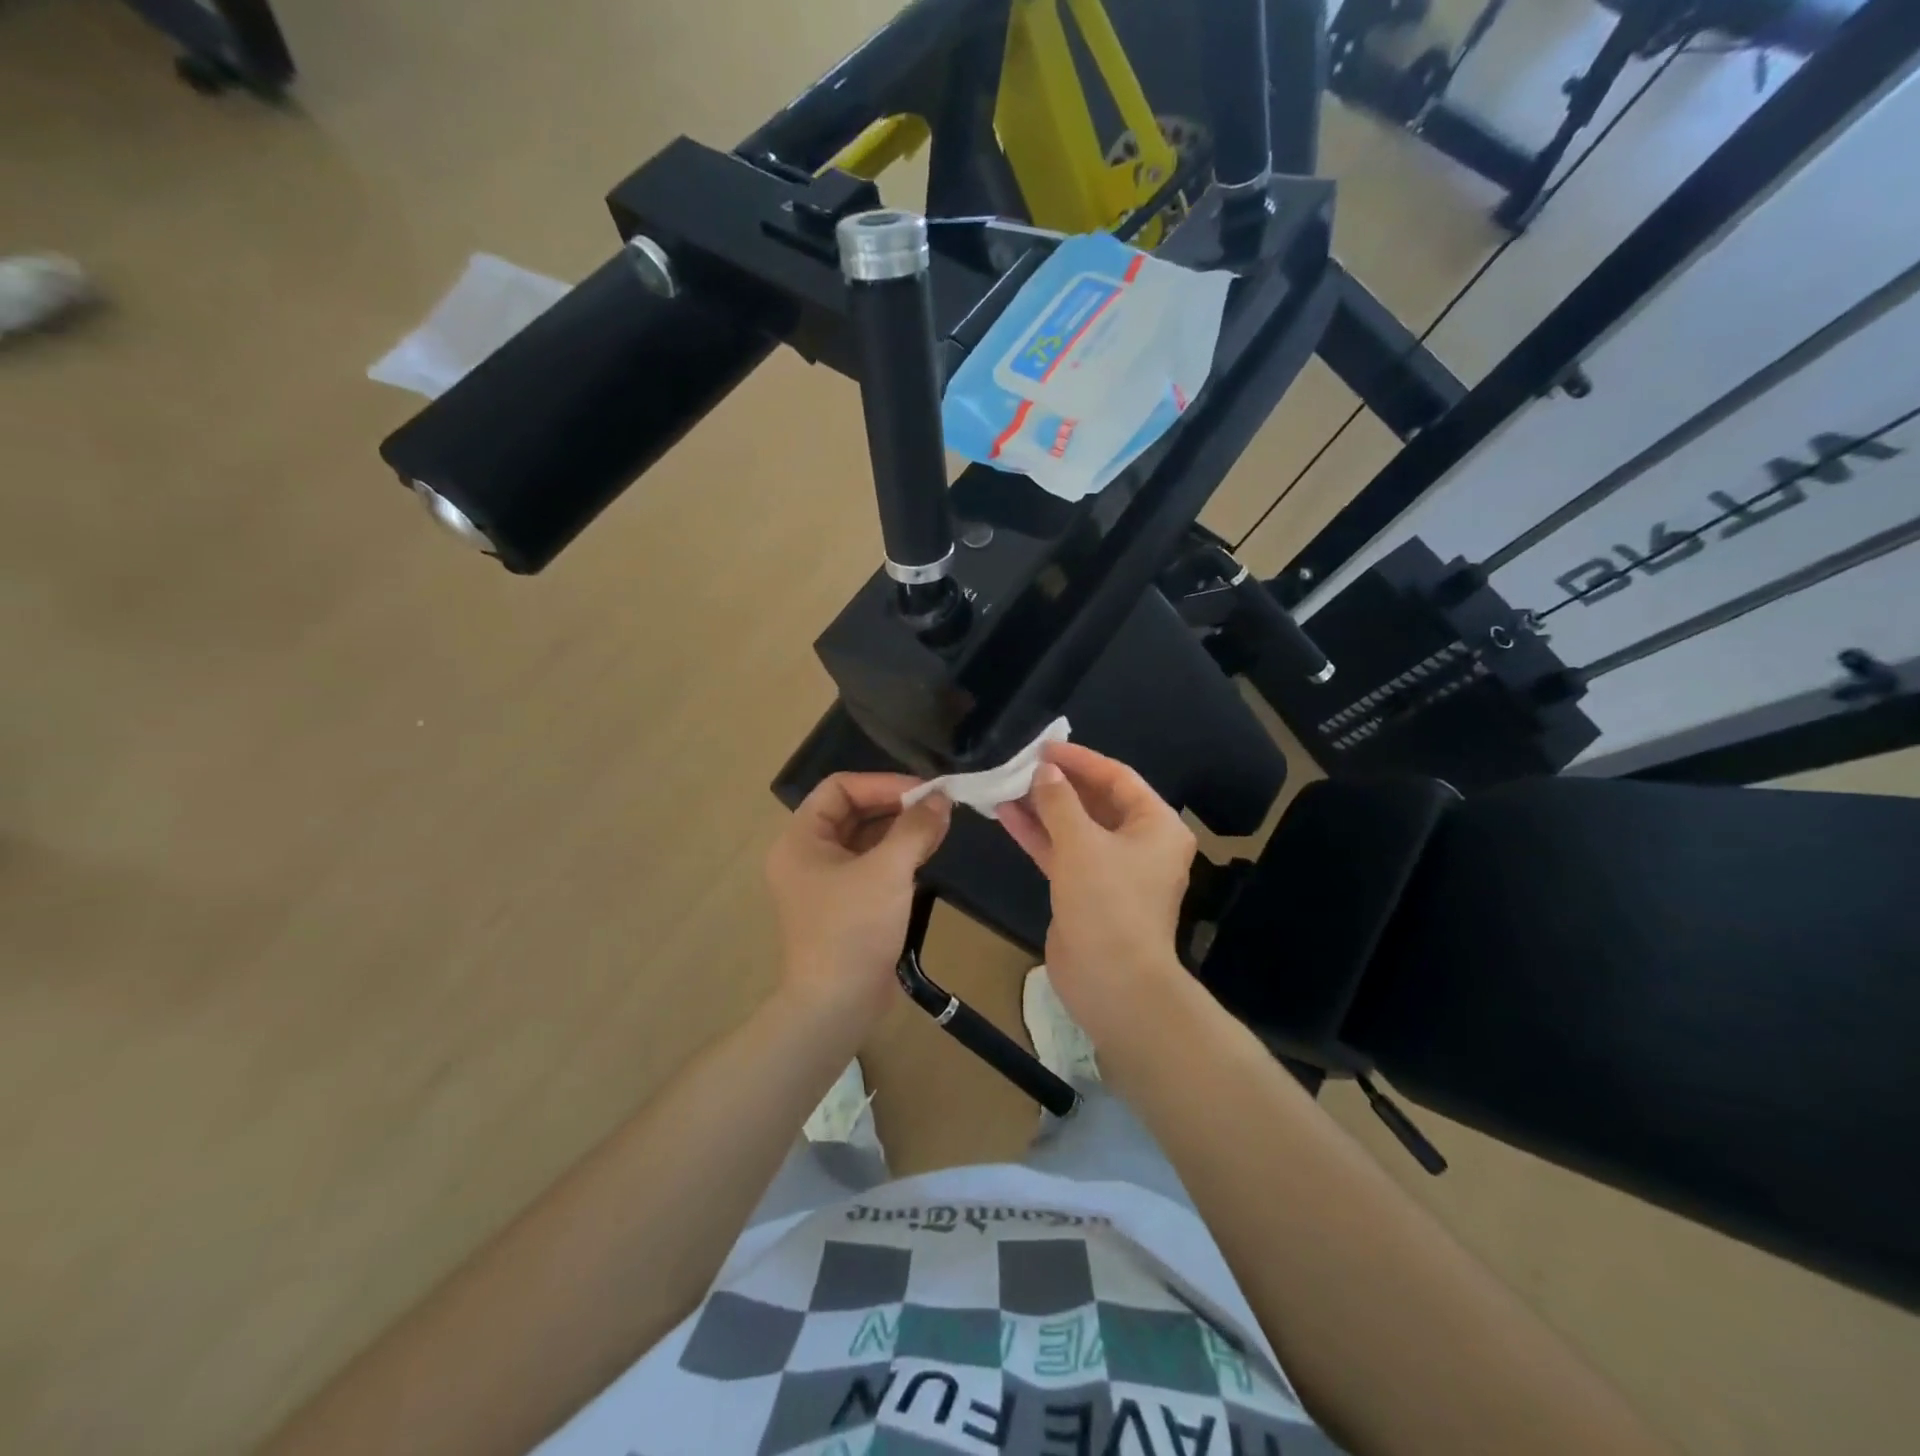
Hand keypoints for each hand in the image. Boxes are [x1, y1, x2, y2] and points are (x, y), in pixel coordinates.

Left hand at [765, 773, 951, 1027]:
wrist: (838, 1005)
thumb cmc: (854, 929)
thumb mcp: (888, 871)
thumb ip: (915, 828)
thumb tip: (941, 799)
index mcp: (800, 839)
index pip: (839, 788)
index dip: (882, 783)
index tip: (924, 791)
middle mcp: (807, 855)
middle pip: (852, 811)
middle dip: (895, 805)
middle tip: (938, 806)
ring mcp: (825, 882)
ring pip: (864, 839)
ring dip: (900, 829)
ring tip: (939, 826)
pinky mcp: (845, 905)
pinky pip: (871, 865)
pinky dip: (897, 855)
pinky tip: (927, 852)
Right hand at [995, 743, 1194, 1044]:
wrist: (1112, 982)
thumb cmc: (1107, 902)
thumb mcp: (1081, 843)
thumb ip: (1059, 801)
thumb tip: (1044, 772)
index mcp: (1156, 826)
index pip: (1117, 778)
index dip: (1080, 760)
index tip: (1044, 747)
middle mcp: (1140, 843)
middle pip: (1096, 801)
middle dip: (1058, 784)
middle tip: (1020, 764)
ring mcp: (1112, 869)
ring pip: (1075, 827)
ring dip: (1043, 808)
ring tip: (1005, 785)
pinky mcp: (1087, 890)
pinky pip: (1063, 852)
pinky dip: (1039, 835)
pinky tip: (1006, 816)